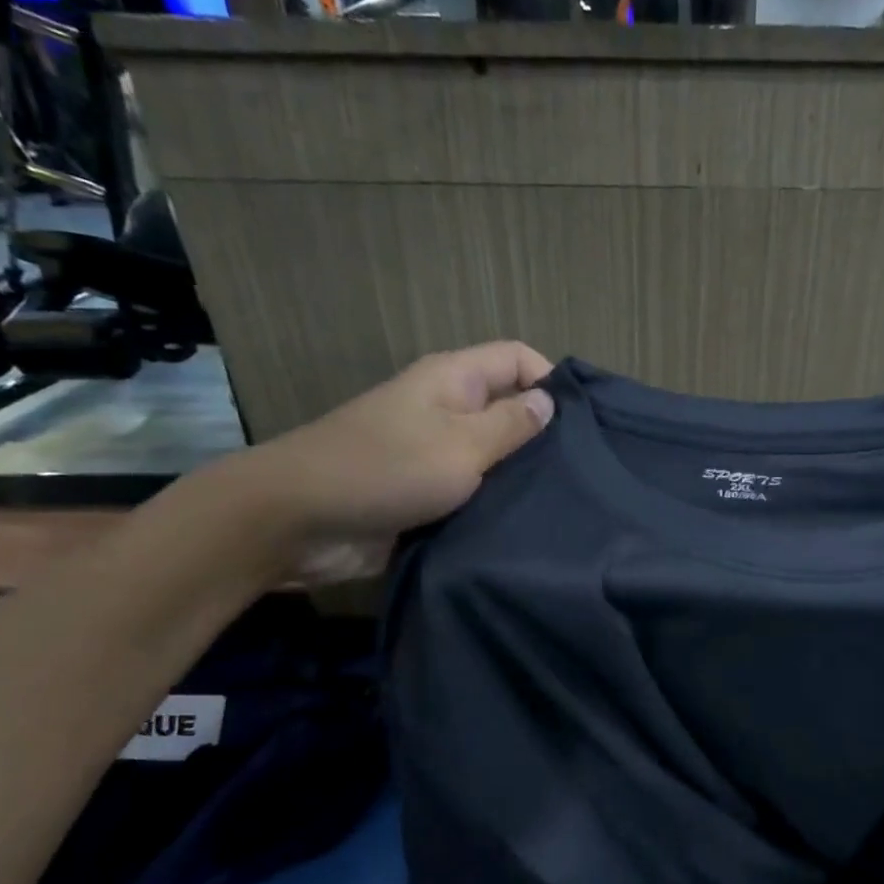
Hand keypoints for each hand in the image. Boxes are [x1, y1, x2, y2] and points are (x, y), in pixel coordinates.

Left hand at [234, 341, 555, 581]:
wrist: (299, 522)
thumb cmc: (384, 470)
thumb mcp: (460, 444)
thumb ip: (511, 425)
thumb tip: (549, 401)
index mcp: (453, 380)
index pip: (517, 359)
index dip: (552, 381)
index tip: (584, 425)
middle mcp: (447, 410)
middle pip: (509, 408)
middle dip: (544, 436)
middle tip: (583, 472)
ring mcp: (435, 453)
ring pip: (494, 456)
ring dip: (520, 476)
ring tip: (563, 501)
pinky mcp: (426, 494)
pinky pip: (473, 492)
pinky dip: (495, 504)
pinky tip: (527, 524)